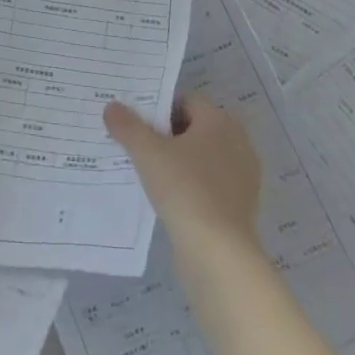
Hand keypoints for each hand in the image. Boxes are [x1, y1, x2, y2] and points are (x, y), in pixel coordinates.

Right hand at [105, 95, 260, 255]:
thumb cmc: (185, 190)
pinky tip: (168, 199)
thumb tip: (112, 106)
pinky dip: (191, 186)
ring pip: (202, 158)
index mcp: (220, 122)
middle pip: (194, 129)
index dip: (159, 110)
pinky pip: (210, 184)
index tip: (136, 125)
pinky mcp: (240, 206)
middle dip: (166, 136)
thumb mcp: (147, 153)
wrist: (218, 253)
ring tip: (148, 174)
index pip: (186, 102)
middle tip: (137, 147)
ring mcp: (243, 176)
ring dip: (178, 163)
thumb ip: (128, 126)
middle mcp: (238, 143)